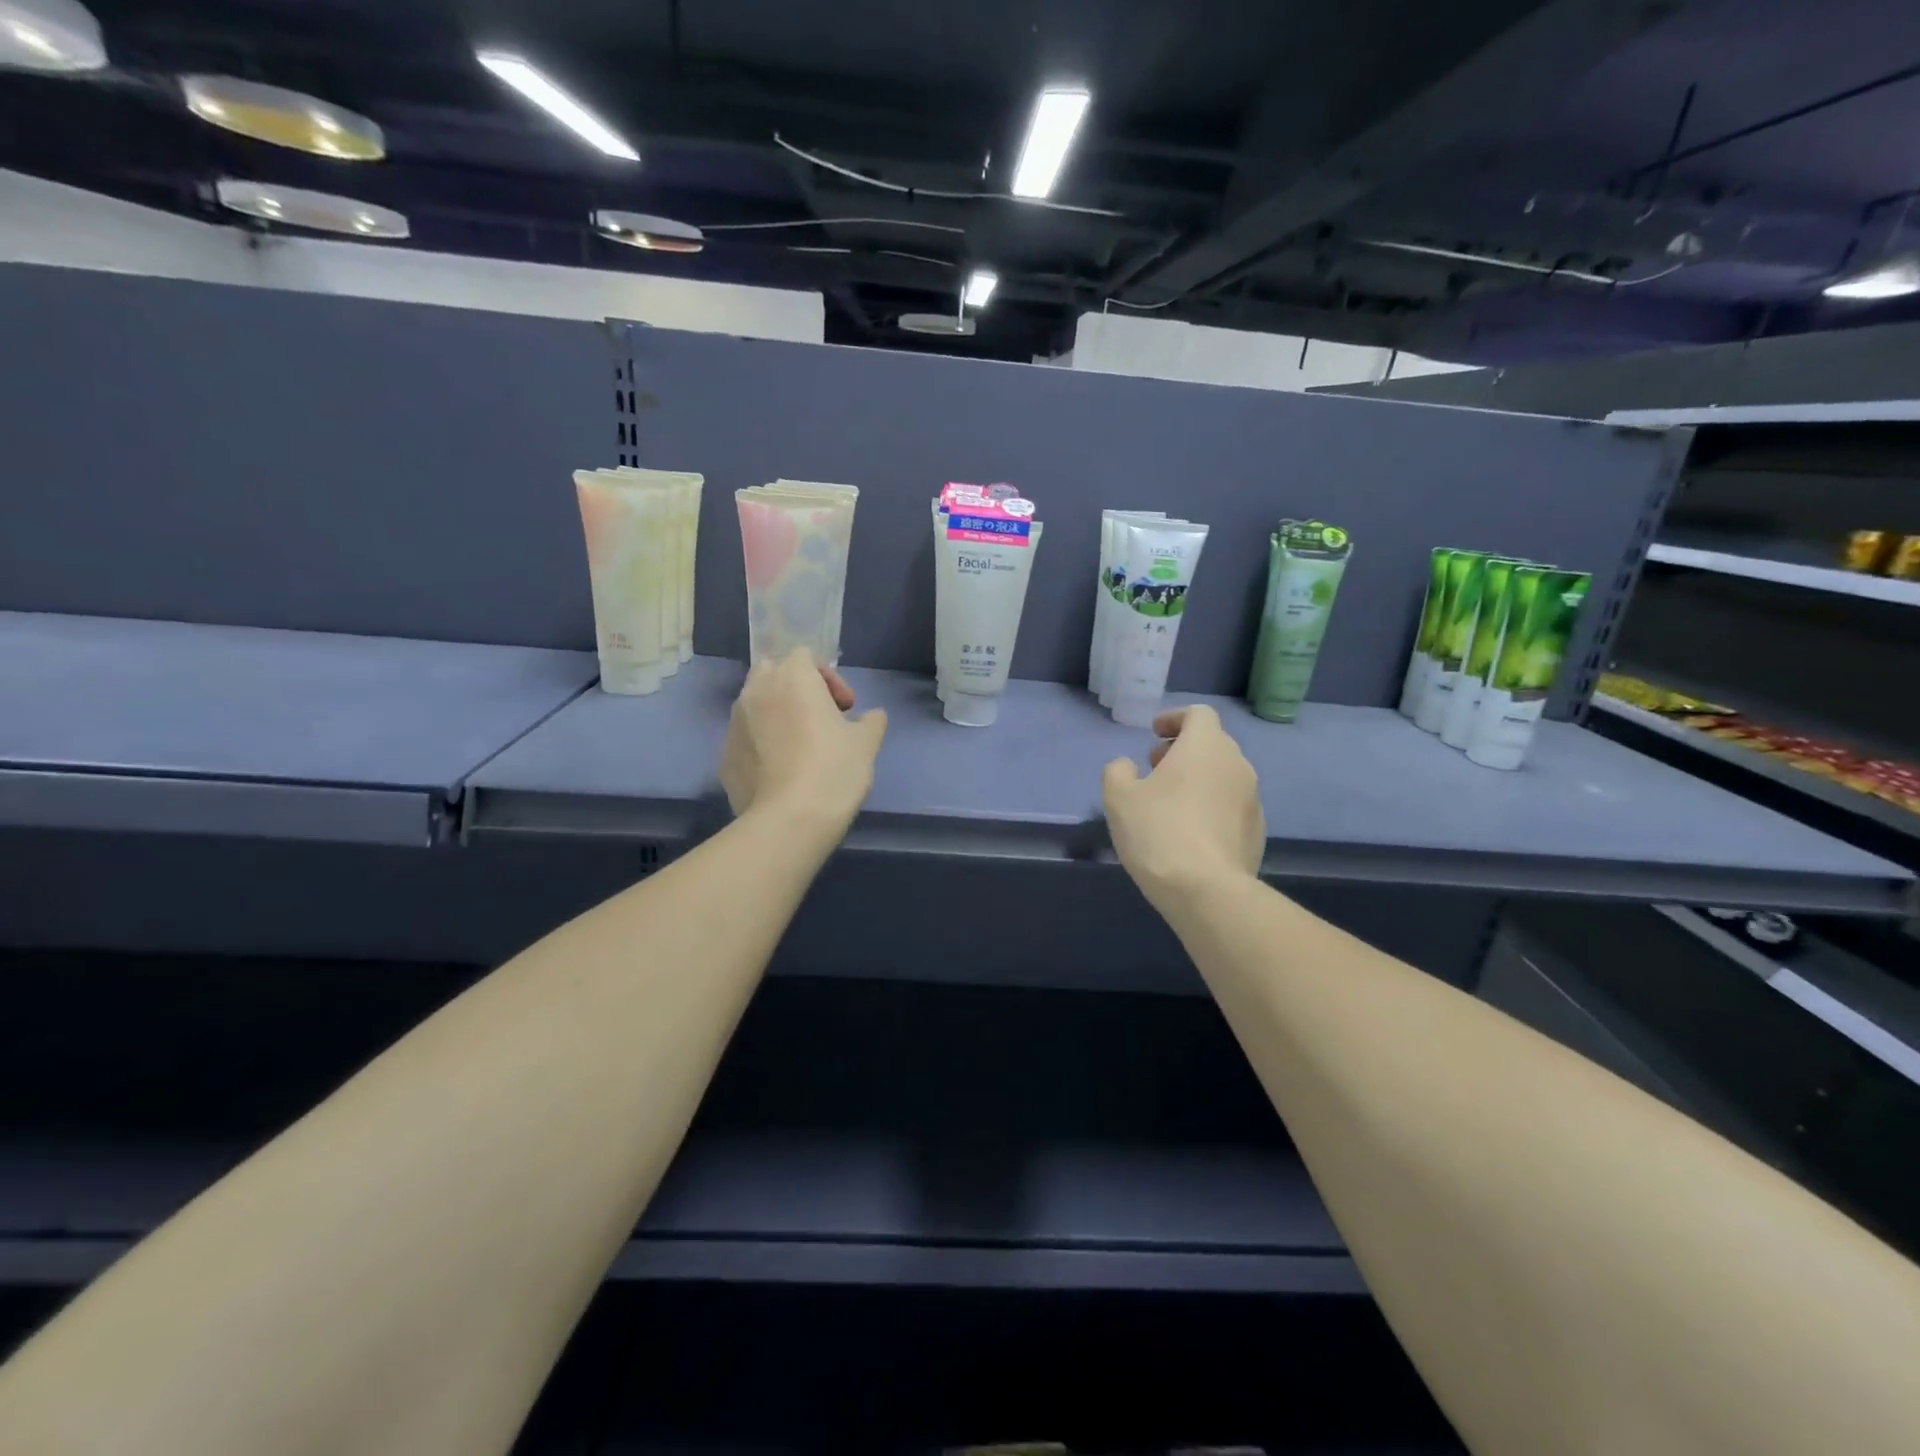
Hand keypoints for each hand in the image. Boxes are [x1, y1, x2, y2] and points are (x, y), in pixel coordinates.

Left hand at [719, 650, 886, 836]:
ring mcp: (734, 724)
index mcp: (792, 677)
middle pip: (772, 673)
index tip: (845, 708)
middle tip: (819, 718)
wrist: (789, 819)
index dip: (828, 678)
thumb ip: (871, 721)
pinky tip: (781, 773)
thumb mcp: (866, 743)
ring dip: (775, 715)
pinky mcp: (724, 756)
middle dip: (794, 689)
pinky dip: (761, 745)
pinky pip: (745, 739)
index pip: (805, 656)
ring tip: (798, 747)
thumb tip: (873, 717)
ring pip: (754, 705)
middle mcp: (756, 691)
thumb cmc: (834, 769)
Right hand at [1102, 705, 1264, 911]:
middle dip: (1184, 749)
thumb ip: (1118, 771)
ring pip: (1224, 775)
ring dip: (1199, 778)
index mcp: (1205, 747)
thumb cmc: (1158, 832)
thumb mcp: (1119, 797)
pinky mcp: (1257, 831)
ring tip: (1170, 802)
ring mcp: (1252, 799)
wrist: (1207, 890)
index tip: (1154, 733)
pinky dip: (1211, 806)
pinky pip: (1231, 805)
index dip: (1175, 719)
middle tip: (1156, 767)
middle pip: (1213, 743)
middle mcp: (1236, 765)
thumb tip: (1128, 767)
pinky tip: (1190, 832)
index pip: (1198, 714)